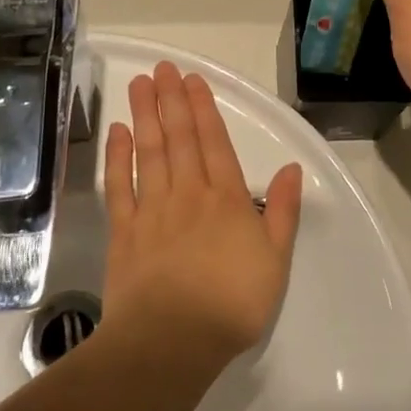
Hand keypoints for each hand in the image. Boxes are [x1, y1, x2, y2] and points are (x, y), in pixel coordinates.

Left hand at [101, 62, 304, 367]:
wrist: (172, 342)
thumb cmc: (232, 303)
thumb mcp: (275, 260)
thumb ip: (284, 211)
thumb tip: (293, 168)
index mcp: (227, 199)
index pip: (214, 142)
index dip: (203, 108)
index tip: (192, 79)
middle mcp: (189, 194)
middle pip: (179, 138)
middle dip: (171, 100)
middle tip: (162, 68)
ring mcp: (153, 210)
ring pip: (149, 152)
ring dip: (145, 116)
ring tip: (140, 85)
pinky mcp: (124, 232)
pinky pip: (119, 186)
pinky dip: (117, 158)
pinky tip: (117, 133)